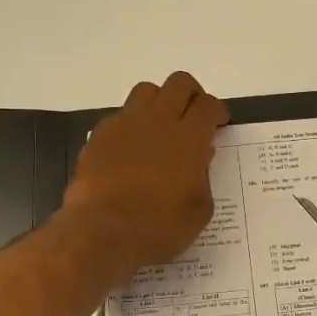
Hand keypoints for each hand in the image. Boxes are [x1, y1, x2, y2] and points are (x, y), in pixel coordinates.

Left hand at [59, 71, 228, 277]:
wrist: (102, 232)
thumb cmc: (160, 226)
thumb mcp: (199, 209)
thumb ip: (203, 177)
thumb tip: (199, 158)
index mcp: (190, 138)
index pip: (208, 105)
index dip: (217, 111)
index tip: (218, 124)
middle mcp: (159, 120)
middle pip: (179, 83)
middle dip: (191, 94)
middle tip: (193, 116)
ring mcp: (125, 124)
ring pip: (146, 91)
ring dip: (159, 102)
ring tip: (160, 127)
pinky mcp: (98, 135)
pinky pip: (119, 116)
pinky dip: (131, 125)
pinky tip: (130, 149)